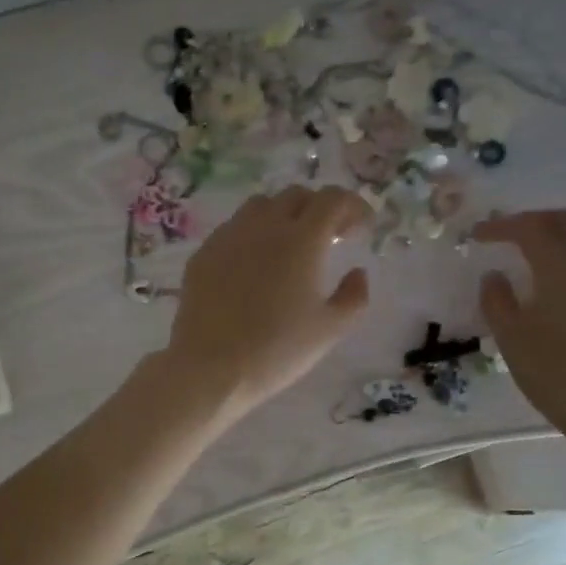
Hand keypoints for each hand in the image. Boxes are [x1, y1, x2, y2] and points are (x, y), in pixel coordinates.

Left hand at [163, 185, 371, 418]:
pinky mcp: (203, 253)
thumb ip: (354, 297)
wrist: (210, 368)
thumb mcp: (330, 330)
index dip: (353, 207)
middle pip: (297, 196)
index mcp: (302, 240)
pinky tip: (254, 264)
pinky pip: (233, 228)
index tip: (362, 228)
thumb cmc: (277, 351)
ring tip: (290, 245)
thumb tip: (357, 272)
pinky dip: (253, 234)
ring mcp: (229, 236)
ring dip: (284, 215)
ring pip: (261, 206)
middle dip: (320, 208)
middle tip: (330, 237)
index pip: (333, 200)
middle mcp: (264, 226)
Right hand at [474, 209, 565, 451]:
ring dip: (565, 233)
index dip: (501, 227)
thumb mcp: (510, 336)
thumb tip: (495, 276)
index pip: (529, 228)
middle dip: (534, 222)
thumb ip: (496, 299)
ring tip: (543, 250)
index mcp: (562, 263)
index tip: (478, 234)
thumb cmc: (553, 370)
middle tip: (509, 235)